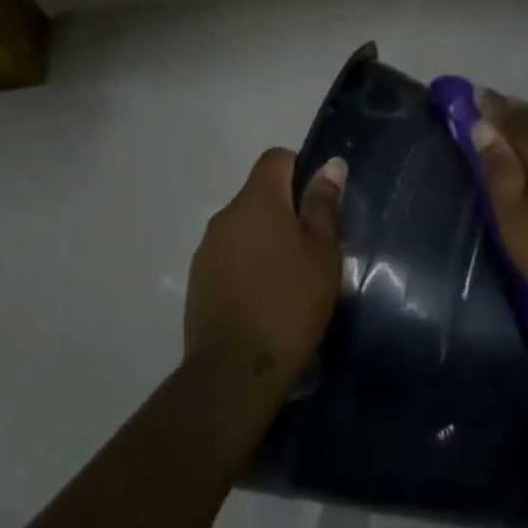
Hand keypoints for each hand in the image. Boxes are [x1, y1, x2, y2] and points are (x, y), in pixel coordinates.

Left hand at [184, 149, 345, 388]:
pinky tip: (266, 298)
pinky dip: (250, 264)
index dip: (301, 169)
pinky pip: (231, 256)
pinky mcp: (199, 280)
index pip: (275, 158)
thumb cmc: (290, 304)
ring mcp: (207, 249)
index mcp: (256, 202)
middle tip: (316, 249)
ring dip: (268, 240)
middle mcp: (225, 217)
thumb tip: (329, 165)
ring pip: (245, 228)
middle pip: (259, 195)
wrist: (236, 370)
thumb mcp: (322, 253)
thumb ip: (324, 206)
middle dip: (287, 211)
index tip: (320, 204)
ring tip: (293, 279)